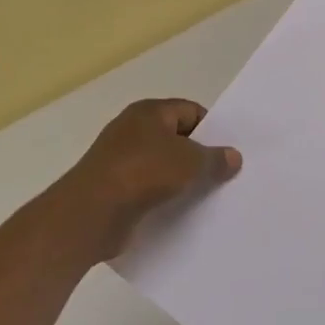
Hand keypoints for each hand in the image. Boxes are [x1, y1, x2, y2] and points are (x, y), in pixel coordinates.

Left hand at [44, 99, 241, 267]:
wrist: (91, 213)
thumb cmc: (143, 173)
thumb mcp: (190, 162)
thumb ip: (214, 158)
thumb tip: (233, 157)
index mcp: (149, 112)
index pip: (190, 111)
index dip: (212, 128)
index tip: (230, 151)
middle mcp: (133, 131)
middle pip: (176, 139)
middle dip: (199, 156)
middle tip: (226, 175)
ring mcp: (121, 161)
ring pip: (163, 166)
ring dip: (183, 180)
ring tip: (210, 196)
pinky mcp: (115, 189)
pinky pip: (149, 189)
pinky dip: (165, 198)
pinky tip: (184, 212)